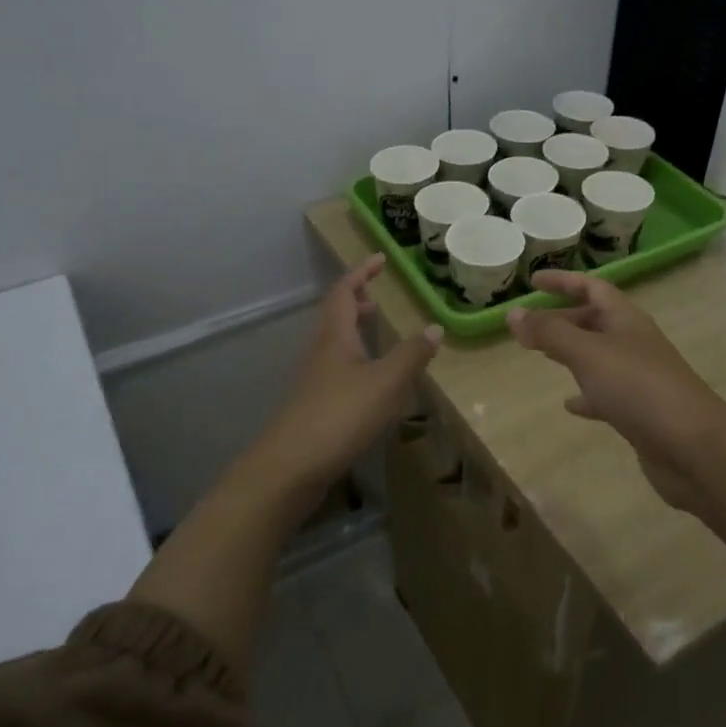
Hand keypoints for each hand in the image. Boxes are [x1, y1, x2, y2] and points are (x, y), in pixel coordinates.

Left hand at [249, 255, 441, 512]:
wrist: (291, 466)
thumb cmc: (341, 415)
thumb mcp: (386, 382)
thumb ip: (412, 354)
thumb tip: (433, 327)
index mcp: (336, 337)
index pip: (344, 292)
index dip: (361, 273)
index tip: (380, 259)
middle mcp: (321, 352)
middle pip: (335, 315)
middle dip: (356, 300)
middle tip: (377, 295)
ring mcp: (315, 380)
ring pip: (335, 343)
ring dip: (354, 330)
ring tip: (376, 331)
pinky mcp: (315, 405)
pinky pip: (337, 367)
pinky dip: (355, 359)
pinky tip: (371, 380)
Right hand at [506, 272, 725, 508]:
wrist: (692, 446)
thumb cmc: (638, 388)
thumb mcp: (588, 353)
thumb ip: (550, 333)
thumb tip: (513, 313)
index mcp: (626, 319)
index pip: (592, 288)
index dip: (563, 281)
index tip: (533, 281)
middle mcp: (634, 342)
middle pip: (594, 321)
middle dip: (562, 318)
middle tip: (528, 325)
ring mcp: (639, 377)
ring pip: (598, 356)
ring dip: (571, 352)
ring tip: (542, 355)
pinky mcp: (639, 410)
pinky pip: (606, 393)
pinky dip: (586, 394)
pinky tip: (569, 404)